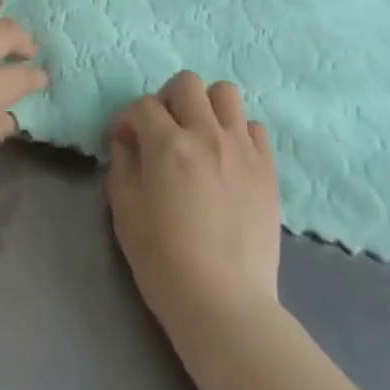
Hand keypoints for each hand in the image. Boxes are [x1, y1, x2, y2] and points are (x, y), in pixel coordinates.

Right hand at [106, 72, 281, 334]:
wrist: (225, 306)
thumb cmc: (165, 263)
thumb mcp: (125, 214)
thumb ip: (122, 167)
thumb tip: (127, 143)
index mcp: (168, 145)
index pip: (143, 106)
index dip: (127, 119)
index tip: (124, 139)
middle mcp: (206, 134)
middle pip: (187, 83)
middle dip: (167, 99)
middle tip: (163, 129)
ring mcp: (241, 148)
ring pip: (226, 93)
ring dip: (207, 106)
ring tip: (199, 134)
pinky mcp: (267, 168)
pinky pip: (254, 128)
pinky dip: (238, 133)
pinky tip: (228, 157)